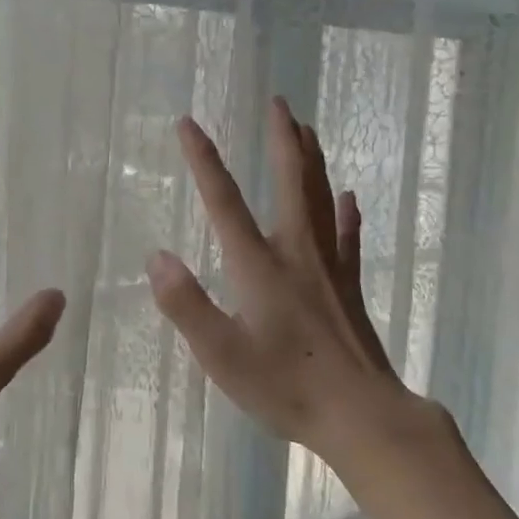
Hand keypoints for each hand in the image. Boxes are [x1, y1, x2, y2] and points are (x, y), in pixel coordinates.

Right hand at [145, 98, 412, 473]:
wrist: (362, 416)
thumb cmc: (286, 387)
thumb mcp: (222, 354)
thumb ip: (186, 304)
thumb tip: (157, 256)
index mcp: (258, 266)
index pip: (224, 201)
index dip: (204, 160)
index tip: (188, 123)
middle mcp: (295, 253)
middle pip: (289, 183)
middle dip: (281, 140)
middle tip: (279, 102)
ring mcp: (328, 268)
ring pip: (320, 199)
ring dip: (311, 161)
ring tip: (307, 128)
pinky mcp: (349, 288)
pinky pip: (348, 239)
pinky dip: (346, 214)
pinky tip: (349, 197)